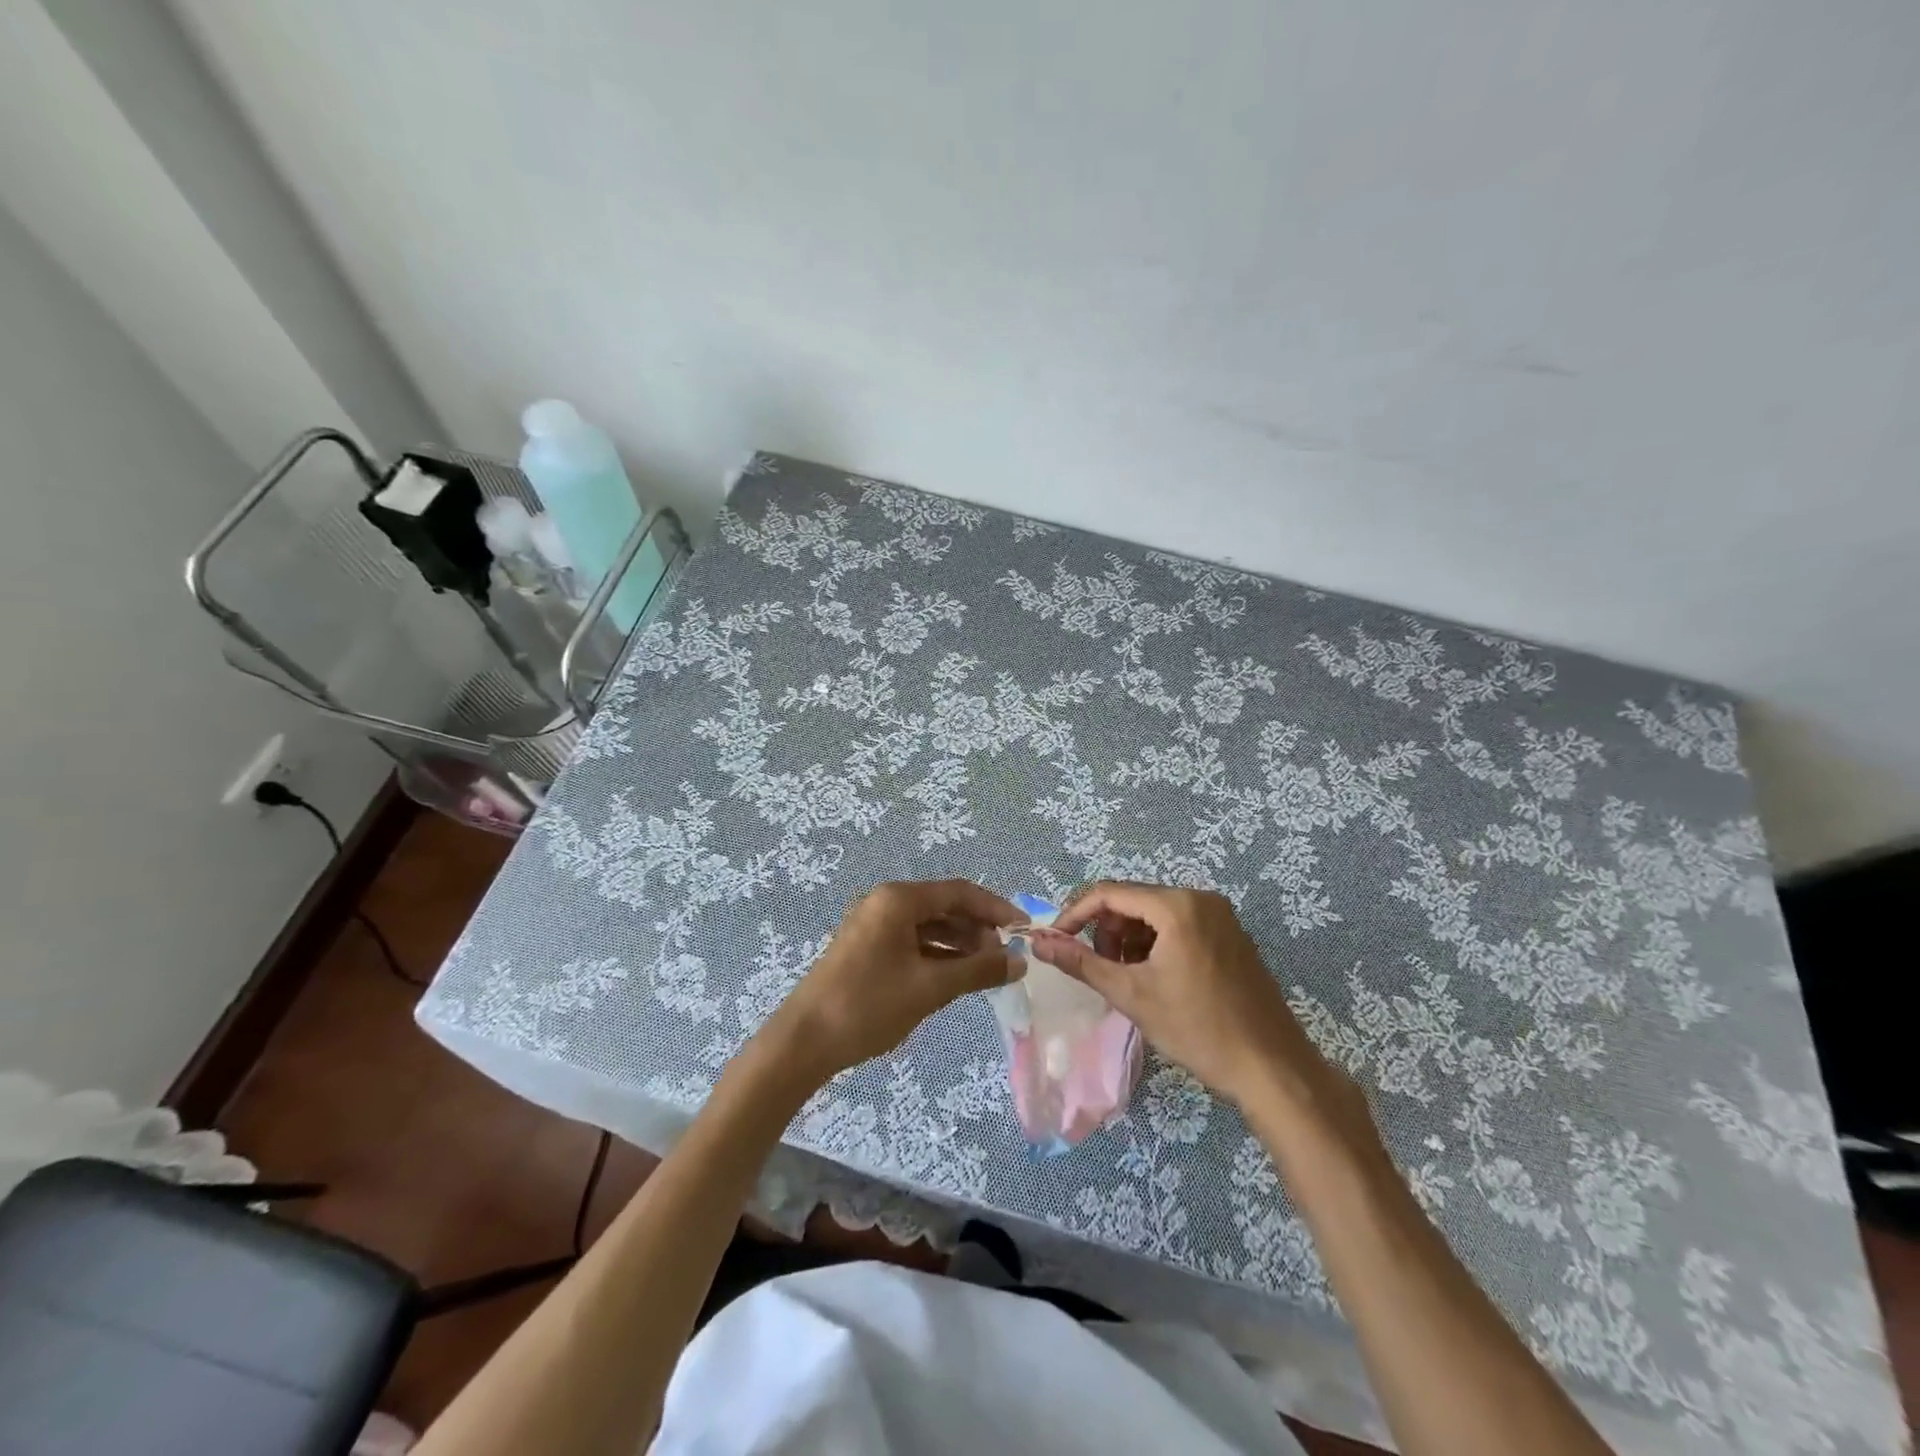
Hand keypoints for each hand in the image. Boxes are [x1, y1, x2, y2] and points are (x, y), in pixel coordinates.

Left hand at [753, 879, 1019, 1085]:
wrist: (803, 1042)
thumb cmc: (868, 1006)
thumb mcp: (930, 988)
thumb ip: (978, 970)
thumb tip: (1019, 961)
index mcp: (898, 900)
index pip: (959, 892)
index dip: (996, 909)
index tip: (1024, 931)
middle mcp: (885, 903)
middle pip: (944, 906)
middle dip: (978, 929)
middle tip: (1005, 958)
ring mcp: (873, 925)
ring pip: (929, 925)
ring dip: (959, 944)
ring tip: (987, 970)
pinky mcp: (867, 948)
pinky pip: (912, 941)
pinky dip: (937, 955)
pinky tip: (956, 976)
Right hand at [1028, 882, 1357, 1118]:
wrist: (1272, 1068)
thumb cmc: (1198, 1028)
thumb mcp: (1132, 994)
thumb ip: (1081, 962)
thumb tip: (1038, 942)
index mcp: (1177, 905)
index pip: (1109, 893)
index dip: (1075, 914)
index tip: (1055, 942)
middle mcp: (1200, 898)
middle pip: (1132, 901)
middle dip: (1107, 932)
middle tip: (1100, 970)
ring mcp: (1219, 916)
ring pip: (1153, 915)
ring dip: (1130, 941)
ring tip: (1128, 981)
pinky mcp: (1229, 935)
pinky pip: (1177, 926)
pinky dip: (1155, 946)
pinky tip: (1155, 980)